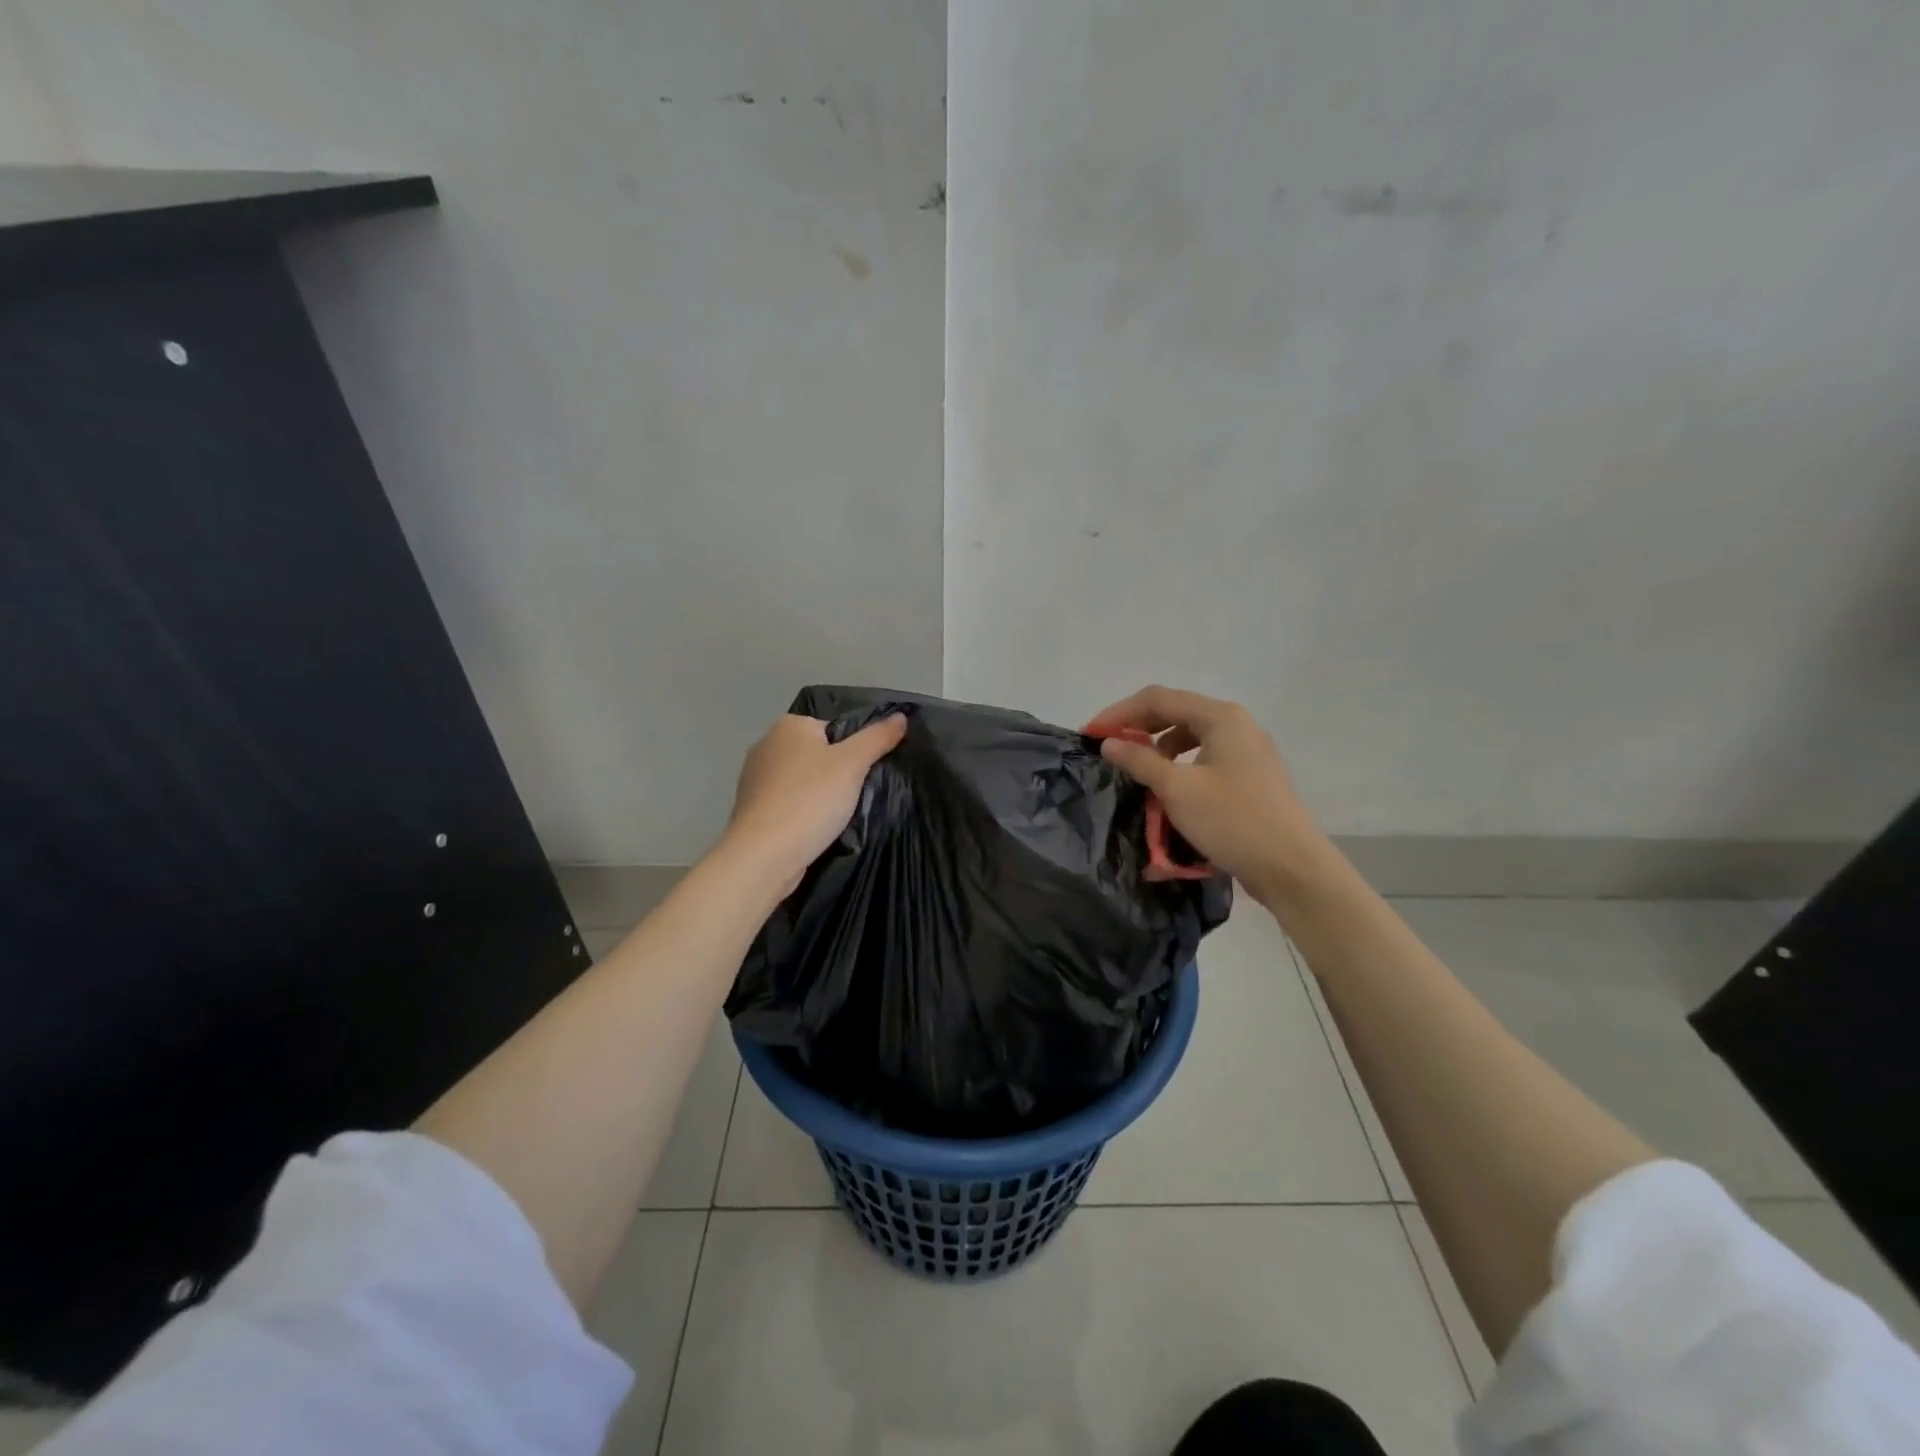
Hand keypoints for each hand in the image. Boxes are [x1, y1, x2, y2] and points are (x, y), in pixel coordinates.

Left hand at [722, 712, 907, 896]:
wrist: (764, 854)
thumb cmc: (810, 800)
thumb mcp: (853, 764)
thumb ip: (878, 737)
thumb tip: (901, 716)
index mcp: (789, 725)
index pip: (834, 728)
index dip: (854, 751)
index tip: (863, 775)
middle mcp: (766, 744)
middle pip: (818, 753)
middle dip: (837, 773)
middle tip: (855, 797)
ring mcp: (754, 777)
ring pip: (802, 780)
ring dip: (819, 795)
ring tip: (836, 817)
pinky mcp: (751, 808)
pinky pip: (788, 802)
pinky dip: (802, 812)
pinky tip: (813, 829)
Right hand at [1086, 686, 1328, 905]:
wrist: (1292, 868)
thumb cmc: (1232, 821)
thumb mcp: (1177, 789)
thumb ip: (1139, 760)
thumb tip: (1109, 742)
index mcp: (1221, 717)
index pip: (1158, 699)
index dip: (1119, 713)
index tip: (1091, 734)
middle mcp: (1236, 725)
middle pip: (1175, 712)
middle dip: (1138, 728)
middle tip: (1108, 748)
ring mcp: (1247, 751)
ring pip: (1190, 736)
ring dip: (1158, 748)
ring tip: (1136, 770)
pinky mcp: (1250, 777)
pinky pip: (1204, 758)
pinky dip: (1179, 766)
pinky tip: (1168, 789)